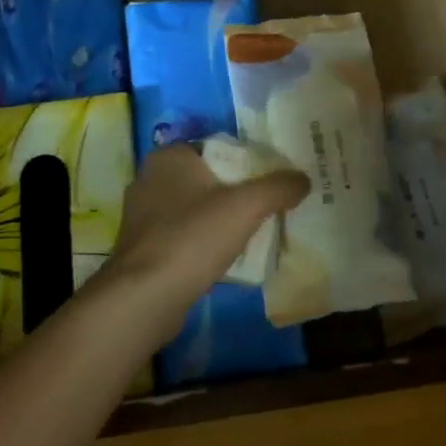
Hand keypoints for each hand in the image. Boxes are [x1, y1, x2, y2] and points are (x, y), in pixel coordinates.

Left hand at [102, 145, 308, 347]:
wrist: (145, 297)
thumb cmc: (193, 237)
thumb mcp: (246, 206)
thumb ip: (278, 187)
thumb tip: (304, 179)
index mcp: (170, 157)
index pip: (218, 148)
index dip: (249, 162)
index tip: (273, 181)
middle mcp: (150, 178)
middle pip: (208, 179)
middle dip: (236, 192)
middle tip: (269, 207)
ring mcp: (141, 215)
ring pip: (194, 208)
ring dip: (219, 219)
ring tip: (252, 233)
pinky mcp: (142, 247)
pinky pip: (182, 235)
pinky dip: (202, 241)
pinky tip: (224, 257)